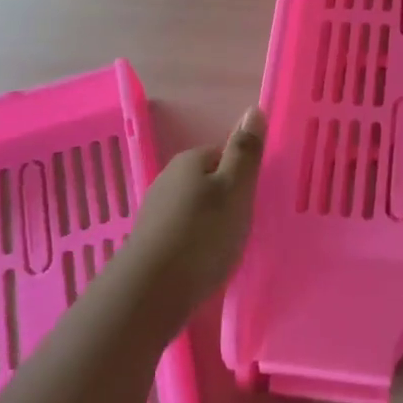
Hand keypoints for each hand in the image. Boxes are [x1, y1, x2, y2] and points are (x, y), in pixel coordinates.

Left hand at [121, 107, 265, 328]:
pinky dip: (194, 243)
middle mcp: (167, 179)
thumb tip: (254, 109)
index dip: (240, 174)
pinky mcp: (149, 243)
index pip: (222, 154)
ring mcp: (154, 212)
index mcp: (189, 161)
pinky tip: (203, 263)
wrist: (150, 292)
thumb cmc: (202, 234)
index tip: (252, 199)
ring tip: (226, 247)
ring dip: (209, 223)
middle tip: (243, 225)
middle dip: (224, 199)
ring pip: (192, 208)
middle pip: (206, 181)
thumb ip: (245, 151)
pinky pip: (180, 233)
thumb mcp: (235, 189)